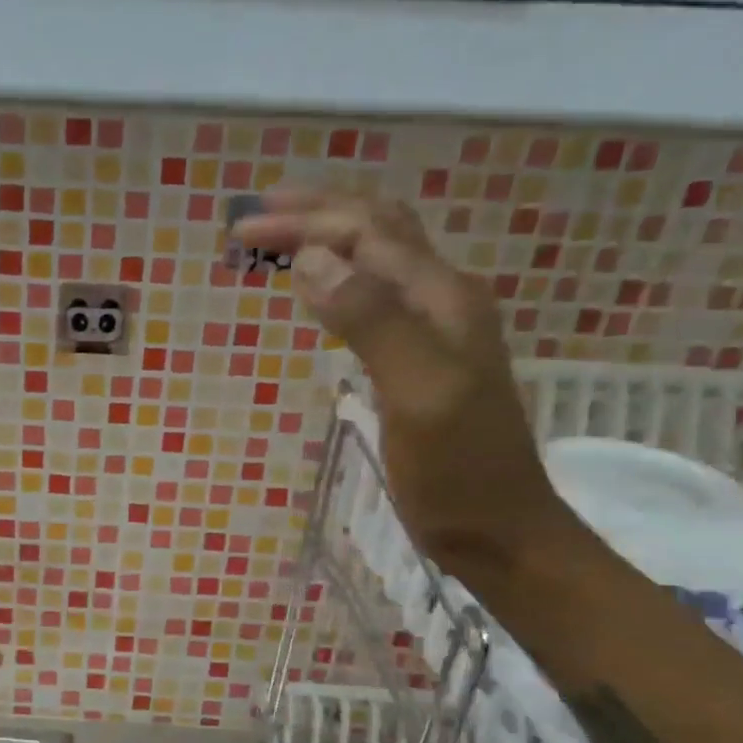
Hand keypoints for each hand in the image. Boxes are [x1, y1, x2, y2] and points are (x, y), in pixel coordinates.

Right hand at [239, 188, 576, 577]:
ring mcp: (436, 328)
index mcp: (441, 298)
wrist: (499, 529)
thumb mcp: (417, 392)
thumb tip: (313, 259)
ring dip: (329, 236)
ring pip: (380, 258)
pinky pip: (377, 295)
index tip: (243, 231)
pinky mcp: (422, 357)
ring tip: (280, 238)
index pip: (367, 234)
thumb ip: (371, 321)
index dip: (305, 222)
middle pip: (378, 230)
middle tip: (254, 217)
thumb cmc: (456, 470)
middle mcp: (442, 299)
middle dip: (316, 213)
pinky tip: (321, 289)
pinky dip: (340, 276)